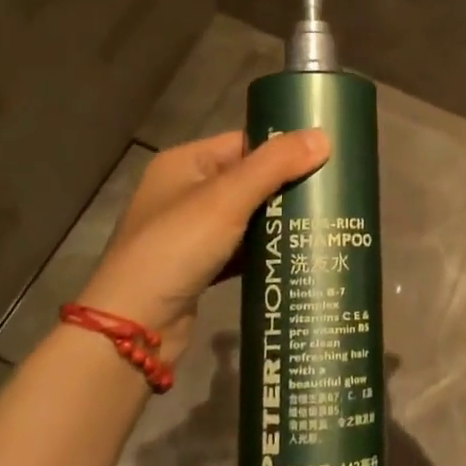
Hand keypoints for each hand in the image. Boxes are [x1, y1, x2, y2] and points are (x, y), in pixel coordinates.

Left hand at [77, 129, 329, 359]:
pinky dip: (265, 250)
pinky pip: (242, 248)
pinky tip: (298, 252)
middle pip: (249, 179)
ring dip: (279, 220)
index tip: (326, 156)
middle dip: (287, 186)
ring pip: (248, 216)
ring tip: (326, 220)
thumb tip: (324, 137)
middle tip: (332, 192)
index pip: (244, 142)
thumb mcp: (227, 199)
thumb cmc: (176, 248)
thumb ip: (275, 165)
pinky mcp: (200, 267)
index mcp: (185, 163)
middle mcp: (186, 192)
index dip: (282, 148)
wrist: (132, 328)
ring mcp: (191, 232)